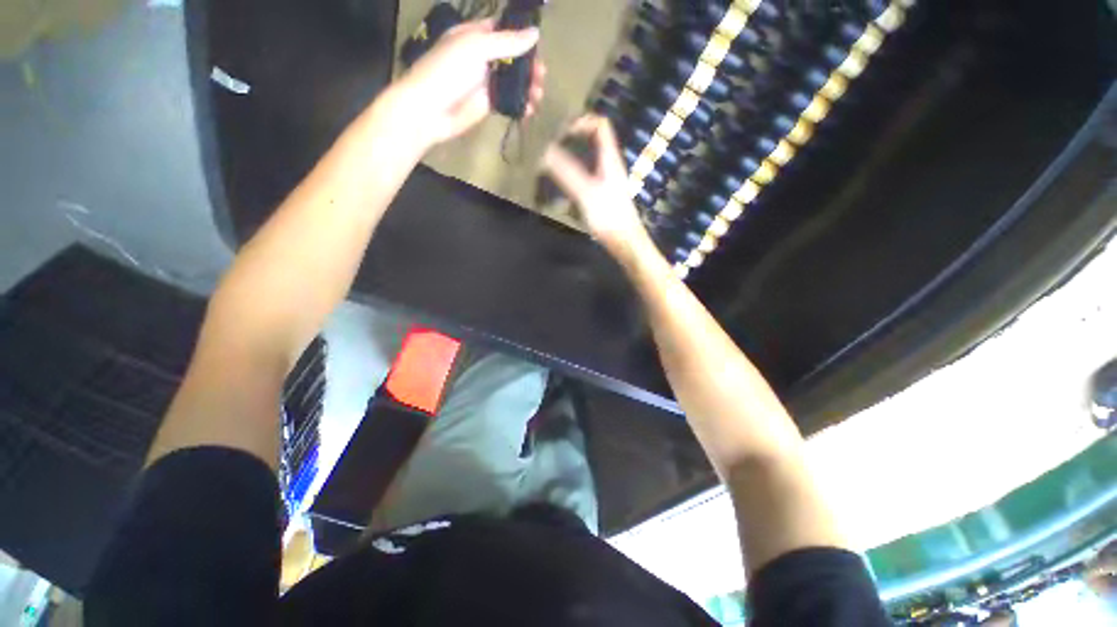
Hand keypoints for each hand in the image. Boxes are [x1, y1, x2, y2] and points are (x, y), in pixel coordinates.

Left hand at [383, 20, 545, 151]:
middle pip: (513, 57)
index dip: (522, 36)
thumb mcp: (476, 48)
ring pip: (513, 81)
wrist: (430, 110)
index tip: (539, 45)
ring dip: (528, 87)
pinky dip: (521, 105)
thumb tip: (535, 34)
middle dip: (529, 66)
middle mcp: (482, 56)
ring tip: (538, 95)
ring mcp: (486, 82)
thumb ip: (507, 42)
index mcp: (475, 35)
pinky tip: (529, 110)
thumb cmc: (447, 71)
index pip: (503, 30)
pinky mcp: (488, 104)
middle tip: (541, 76)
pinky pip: (509, 101)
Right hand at [543, 115, 649, 256]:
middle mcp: (608, 165)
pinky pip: (584, 177)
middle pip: (592, 141)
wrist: (624, 243)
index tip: (560, 132)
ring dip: (569, 158)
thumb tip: (544, 151)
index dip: (581, 122)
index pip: (600, 125)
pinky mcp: (601, 195)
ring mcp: (605, 180)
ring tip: (549, 165)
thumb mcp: (586, 193)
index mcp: (609, 158)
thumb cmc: (609, 217)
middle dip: (570, 139)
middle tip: (549, 147)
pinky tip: (559, 188)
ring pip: (587, 159)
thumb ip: (566, 171)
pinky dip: (571, 176)